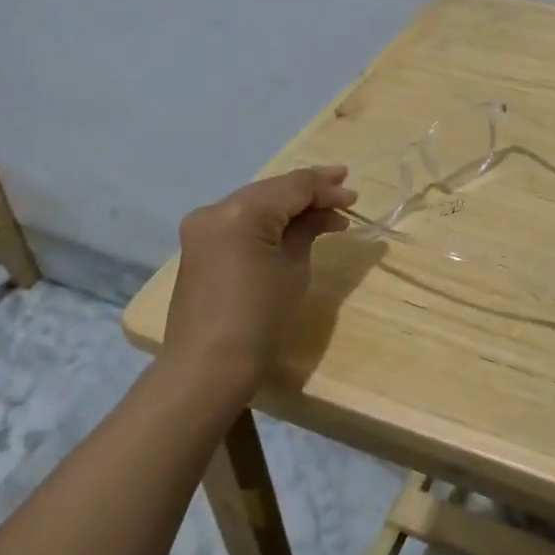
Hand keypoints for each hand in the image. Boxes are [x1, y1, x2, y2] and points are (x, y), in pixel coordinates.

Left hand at [160, 166, 356, 406]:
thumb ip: (308, 229)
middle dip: (309, 192)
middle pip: (273, 190)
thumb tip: (323, 213)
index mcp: (241, 212)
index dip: (327, 188)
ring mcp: (203, 227)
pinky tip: (295, 226)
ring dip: (290, 206)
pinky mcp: (200, 245)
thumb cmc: (260, 318)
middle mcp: (216, 209)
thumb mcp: (294, 268)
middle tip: (345, 191)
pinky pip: (242, 221)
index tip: (354, 196)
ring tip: (328, 211)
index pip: (293, 186)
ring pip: (257, 203)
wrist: (209, 367)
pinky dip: (269, 220)